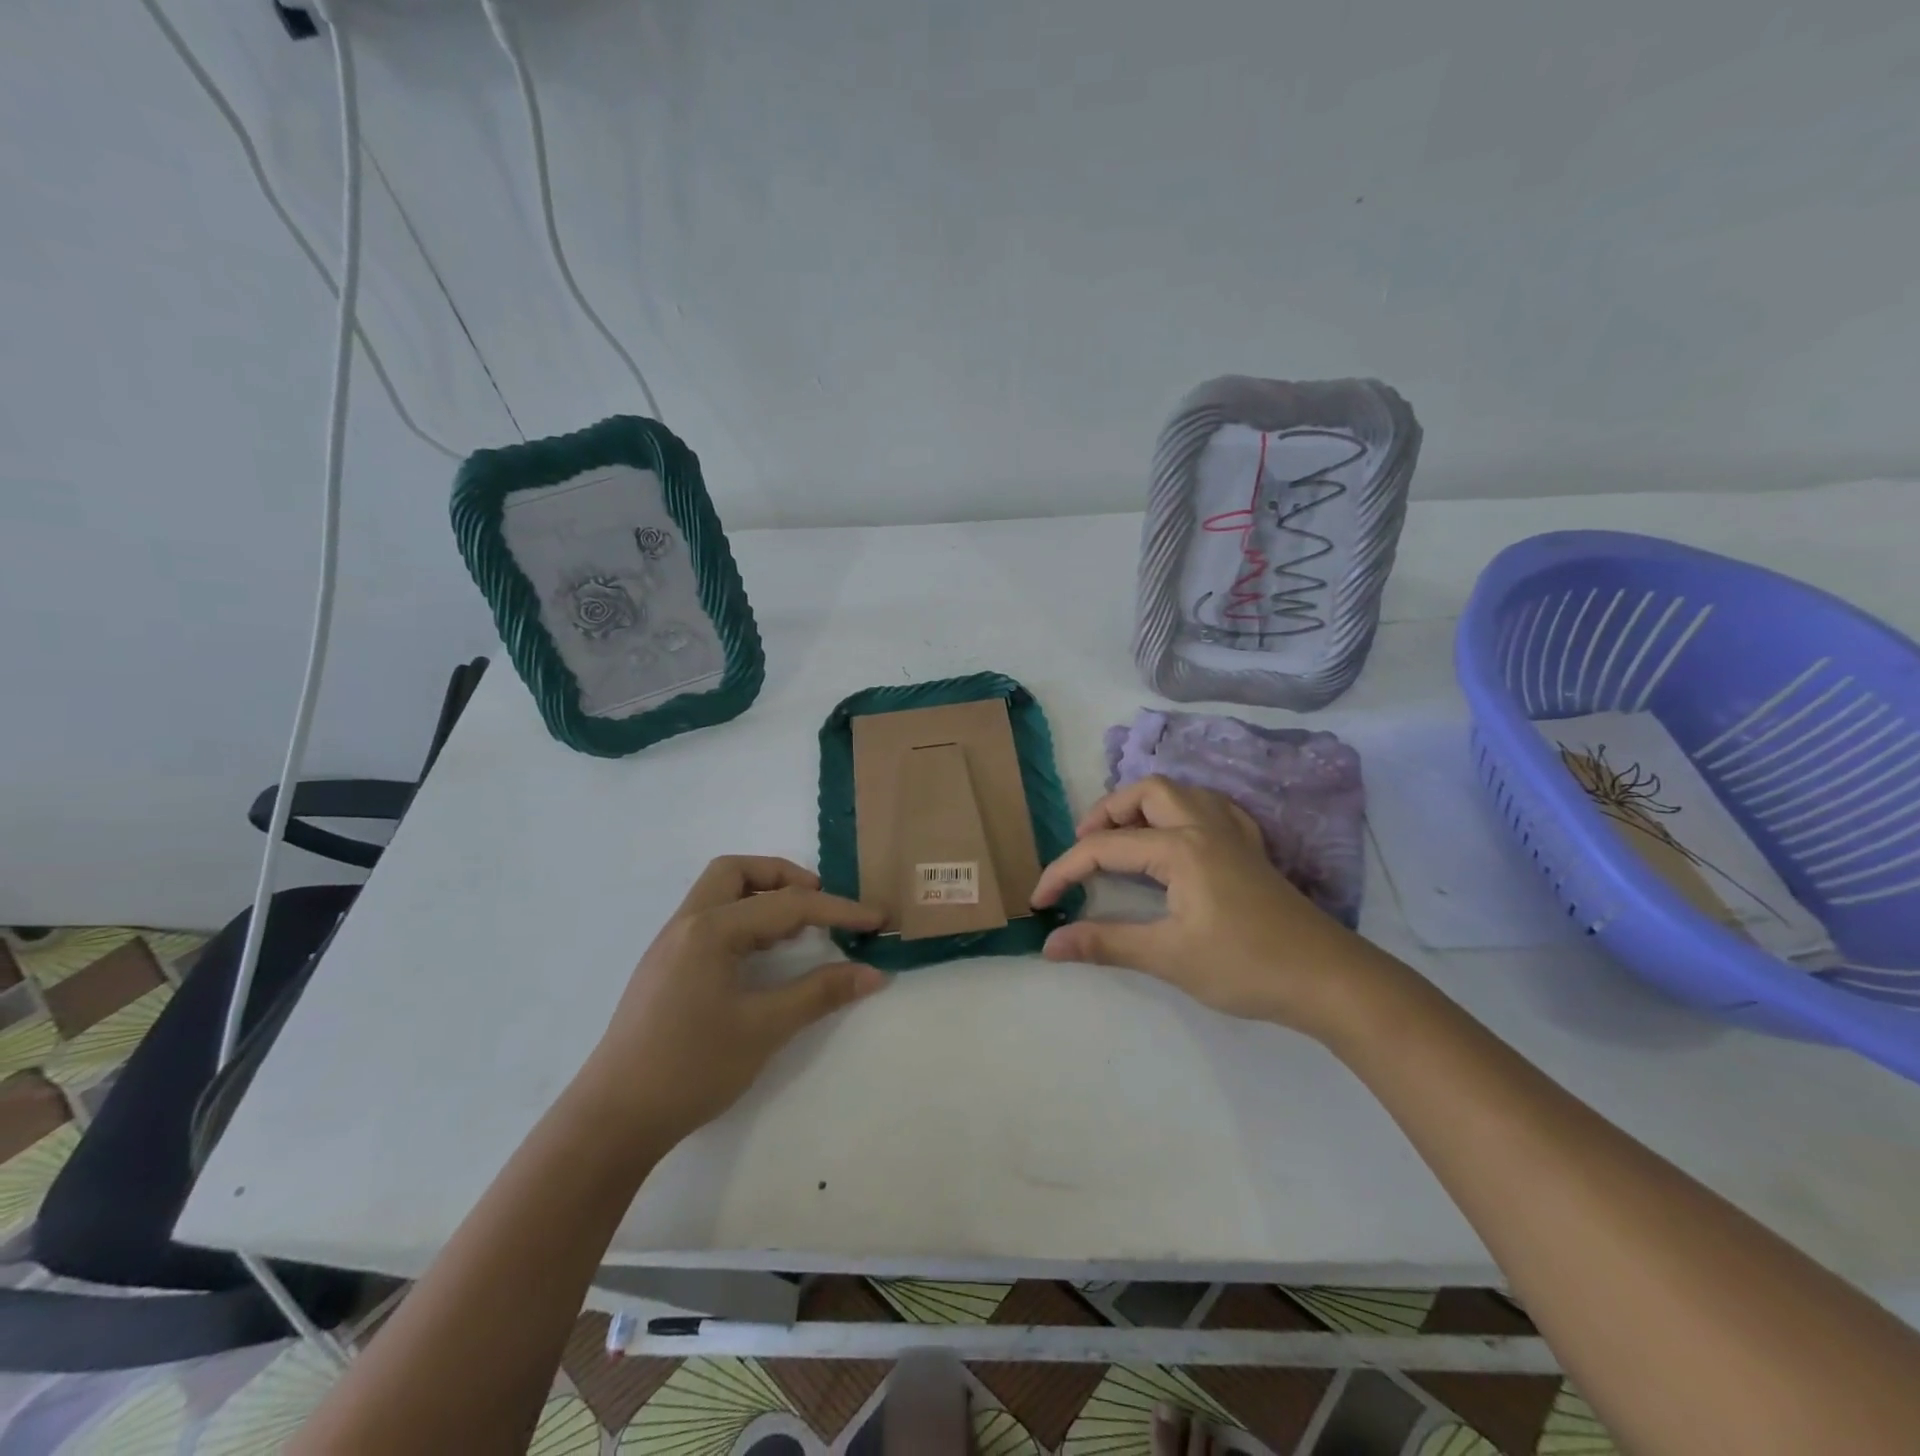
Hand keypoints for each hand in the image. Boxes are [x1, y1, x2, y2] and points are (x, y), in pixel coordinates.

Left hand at [575, 856, 885, 1144]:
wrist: (613, 1120)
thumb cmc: (691, 1068)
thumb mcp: (764, 1029)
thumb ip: (820, 993)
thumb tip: (873, 973)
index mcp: (710, 929)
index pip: (786, 905)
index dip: (837, 910)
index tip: (876, 920)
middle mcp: (687, 924)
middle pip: (736, 872)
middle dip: (783, 877)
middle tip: (819, 903)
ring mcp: (670, 945)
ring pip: (719, 893)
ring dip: (761, 897)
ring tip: (799, 928)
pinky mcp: (665, 968)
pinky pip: (710, 921)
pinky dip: (744, 921)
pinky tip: (762, 955)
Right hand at [1029, 776, 1385, 1036]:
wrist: (1329, 980)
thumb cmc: (1245, 966)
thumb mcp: (1168, 957)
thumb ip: (1105, 943)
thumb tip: (1049, 944)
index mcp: (1180, 847)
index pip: (1105, 848)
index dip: (1064, 870)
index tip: (1039, 901)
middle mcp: (1205, 826)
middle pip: (1147, 792)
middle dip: (1107, 813)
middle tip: (1086, 847)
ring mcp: (1234, 835)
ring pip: (1182, 793)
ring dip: (1145, 806)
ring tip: (1124, 838)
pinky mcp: (1253, 851)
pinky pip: (1213, 809)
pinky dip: (1184, 812)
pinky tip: (1180, 838)